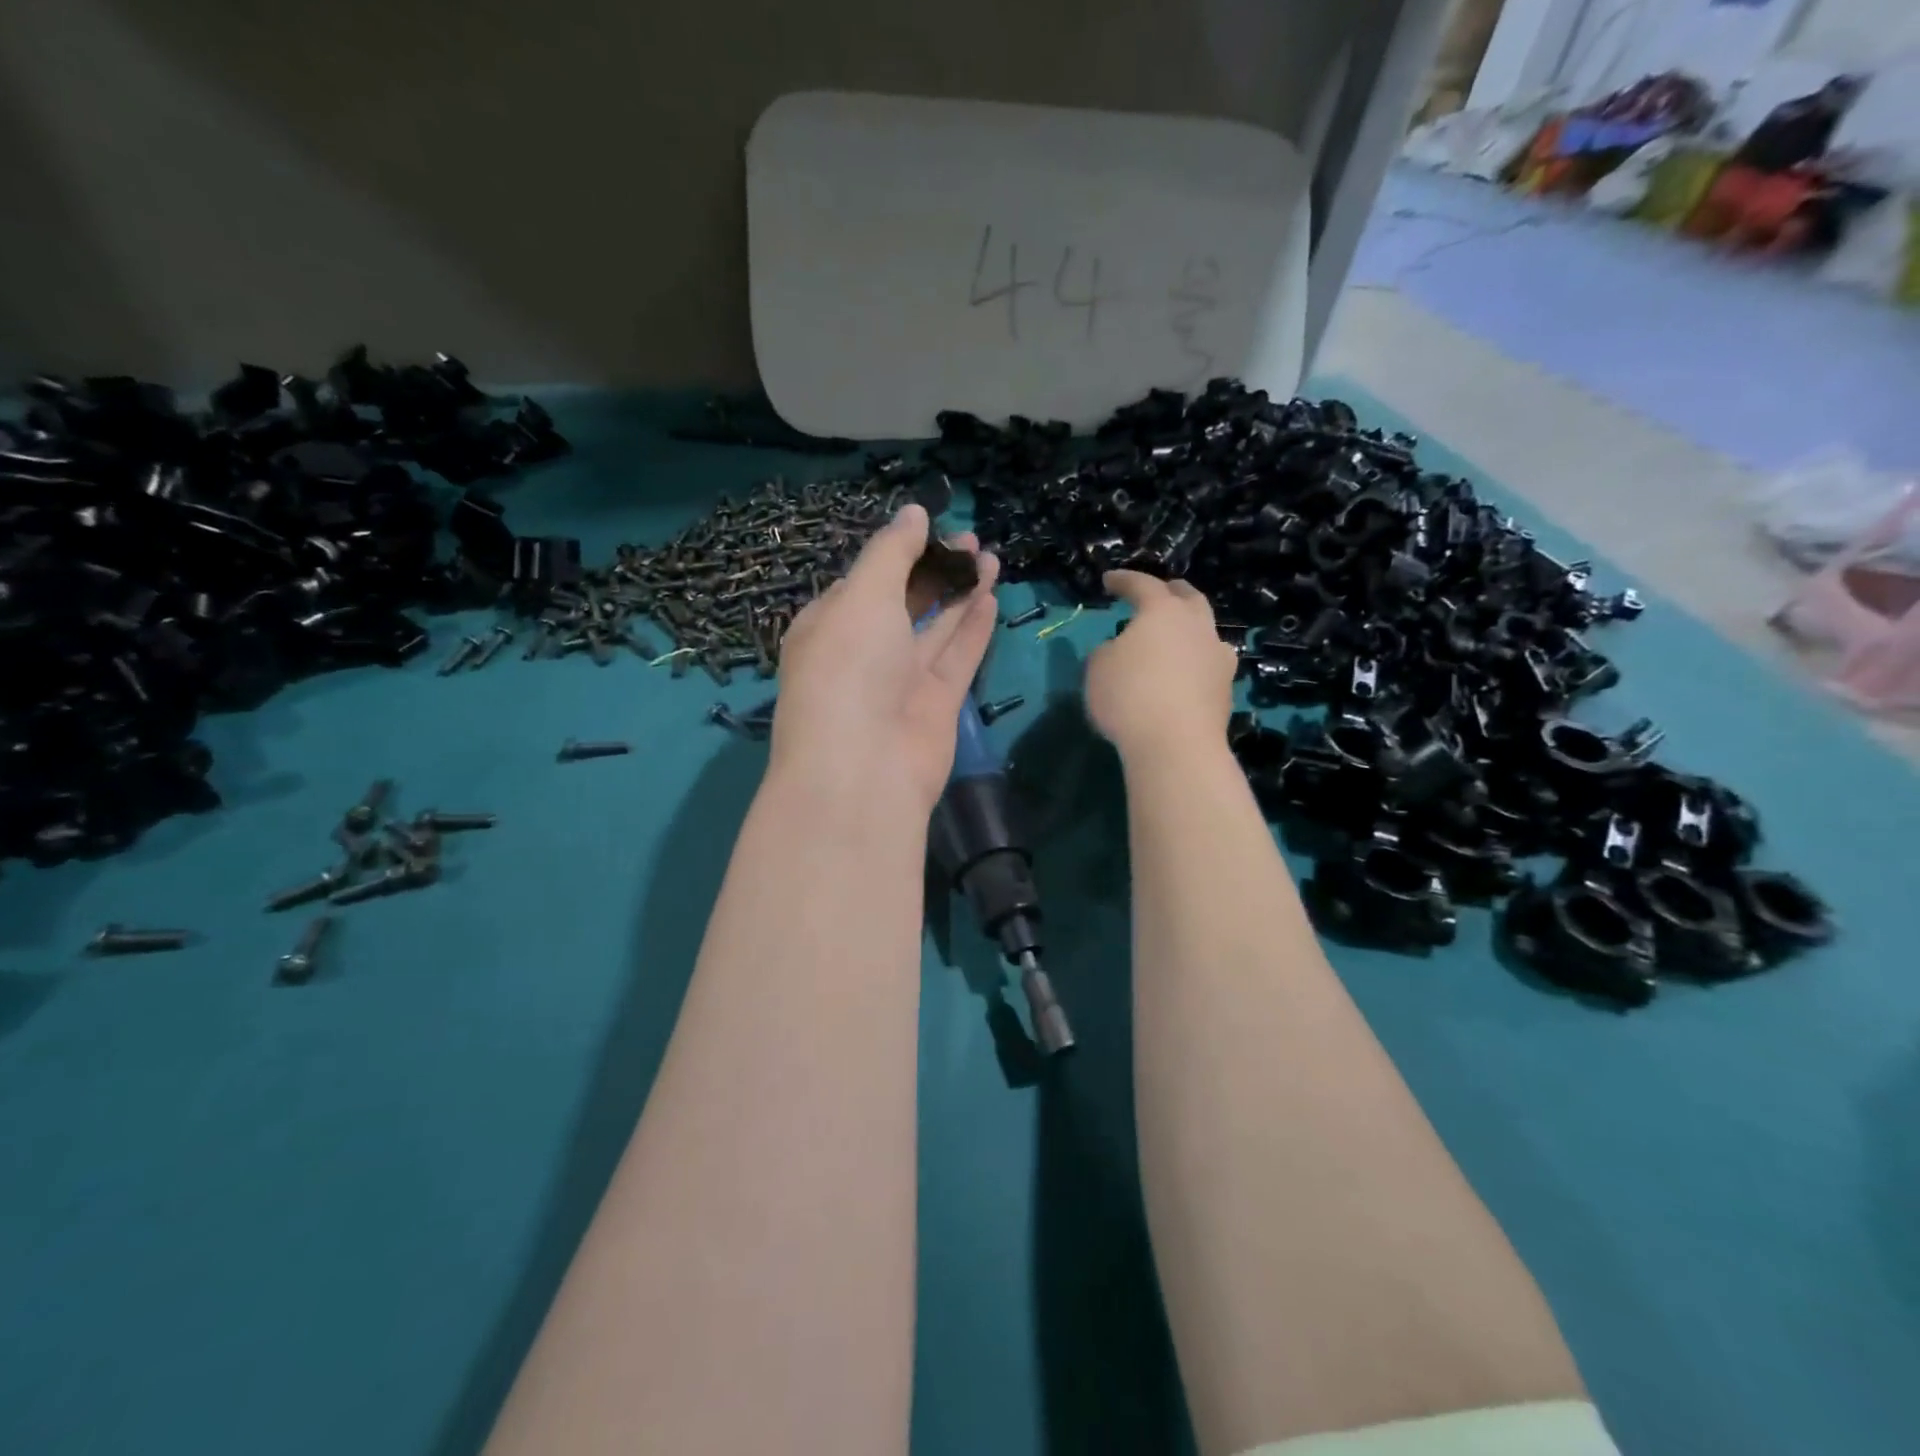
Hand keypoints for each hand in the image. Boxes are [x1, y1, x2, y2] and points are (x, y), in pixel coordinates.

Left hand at [770, 505, 999, 817]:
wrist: (863, 767)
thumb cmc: (849, 667)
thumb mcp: (862, 595)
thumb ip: (891, 552)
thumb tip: (914, 511)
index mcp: (829, 625)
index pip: (865, 580)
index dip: (898, 552)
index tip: (933, 526)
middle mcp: (863, 652)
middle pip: (904, 601)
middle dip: (935, 569)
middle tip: (972, 540)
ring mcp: (900, 681)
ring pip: (935, 628)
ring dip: (960, 592)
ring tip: (990, 557)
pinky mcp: (935, 705)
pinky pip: (956, 657)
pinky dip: (972, 628)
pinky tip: (990, 597)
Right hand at [1084, 571, 1236, 759]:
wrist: (1176, 746)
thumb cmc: (1129, 697)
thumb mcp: (1098, 669)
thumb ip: (1107, 651)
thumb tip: (1121, 649)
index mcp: (1163, 612)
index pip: (1143, 585)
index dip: (1124, 580)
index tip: (1109, 581)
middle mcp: (1197, 626)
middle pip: (1189, 598)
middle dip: (1171, 592)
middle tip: (1157, 594)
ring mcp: (1218, 657)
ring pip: (1207, 630)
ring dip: (1190, 627)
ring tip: (1176, 636)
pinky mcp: (1226, 689)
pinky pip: (1210, 663)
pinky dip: (1196, 661)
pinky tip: (1187, 672)